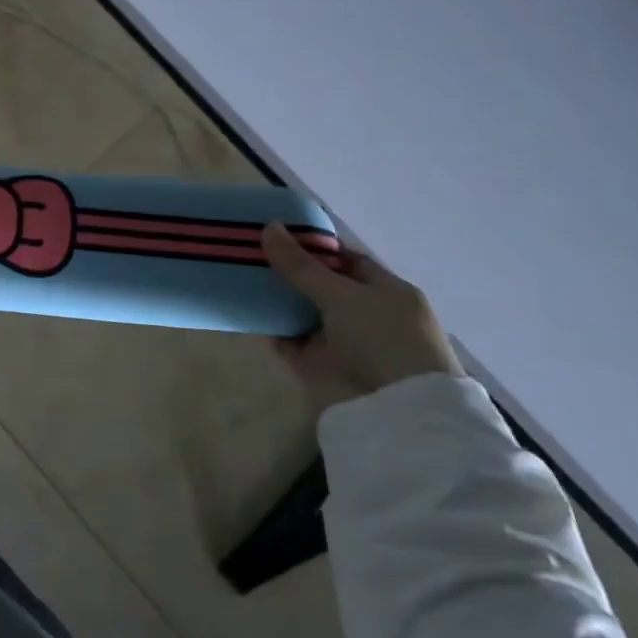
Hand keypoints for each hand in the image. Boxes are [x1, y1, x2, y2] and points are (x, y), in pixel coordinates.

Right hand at [262, 223, 461, 408]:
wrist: (397, 411)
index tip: (276, 234)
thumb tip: (268, 226)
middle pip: (320, 285)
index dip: (313, 246)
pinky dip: (272, 329)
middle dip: (288, 272)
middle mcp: (365, 314)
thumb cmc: (383, 339)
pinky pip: (290, 341)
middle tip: (249, 252)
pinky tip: (246, 313)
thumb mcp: (342, 294)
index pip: (346, 260)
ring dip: (277, 300)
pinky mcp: (322, 366)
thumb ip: (301, 265)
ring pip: (303, 313)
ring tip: (239, 277)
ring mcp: (343, 341)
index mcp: (386, 291)